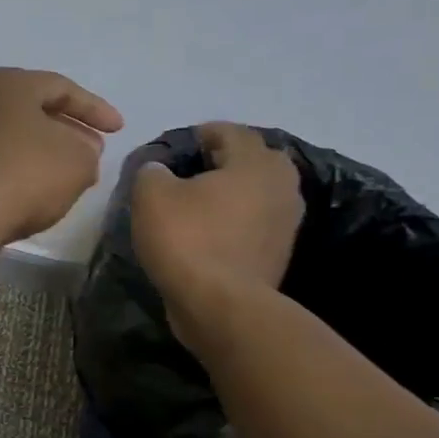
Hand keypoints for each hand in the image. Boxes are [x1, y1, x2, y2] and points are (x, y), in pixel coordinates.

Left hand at [0, 68, 124, 244]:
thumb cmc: (26, 176)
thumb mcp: (79, 162)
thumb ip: (88, 150)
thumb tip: (80, 150)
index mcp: (9, 83)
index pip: (62, 88)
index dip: (95, 109)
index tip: (118, 130)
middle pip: (33, 109)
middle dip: (67, 129)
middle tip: (93, 150)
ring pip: (12, 134)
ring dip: (43, 149)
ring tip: (68, 172)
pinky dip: (18, 166)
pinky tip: (34, 188)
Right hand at [130, 122, 304, 333]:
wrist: (220, 306)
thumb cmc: (188, 240)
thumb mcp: (151, 197)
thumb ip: (152, 172)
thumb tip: (158, 171)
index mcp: (256, 161)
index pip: (229, 132)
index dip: (200, 135)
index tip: (176, 147)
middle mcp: (282, 185)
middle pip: (250, 161)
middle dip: (222, 162)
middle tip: (188, 174)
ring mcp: (286, 222)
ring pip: (255, 194)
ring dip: (230, 195)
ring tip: (196, 206)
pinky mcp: (279, 253)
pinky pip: (254, 224)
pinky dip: (234, 223)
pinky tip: (208, 234)